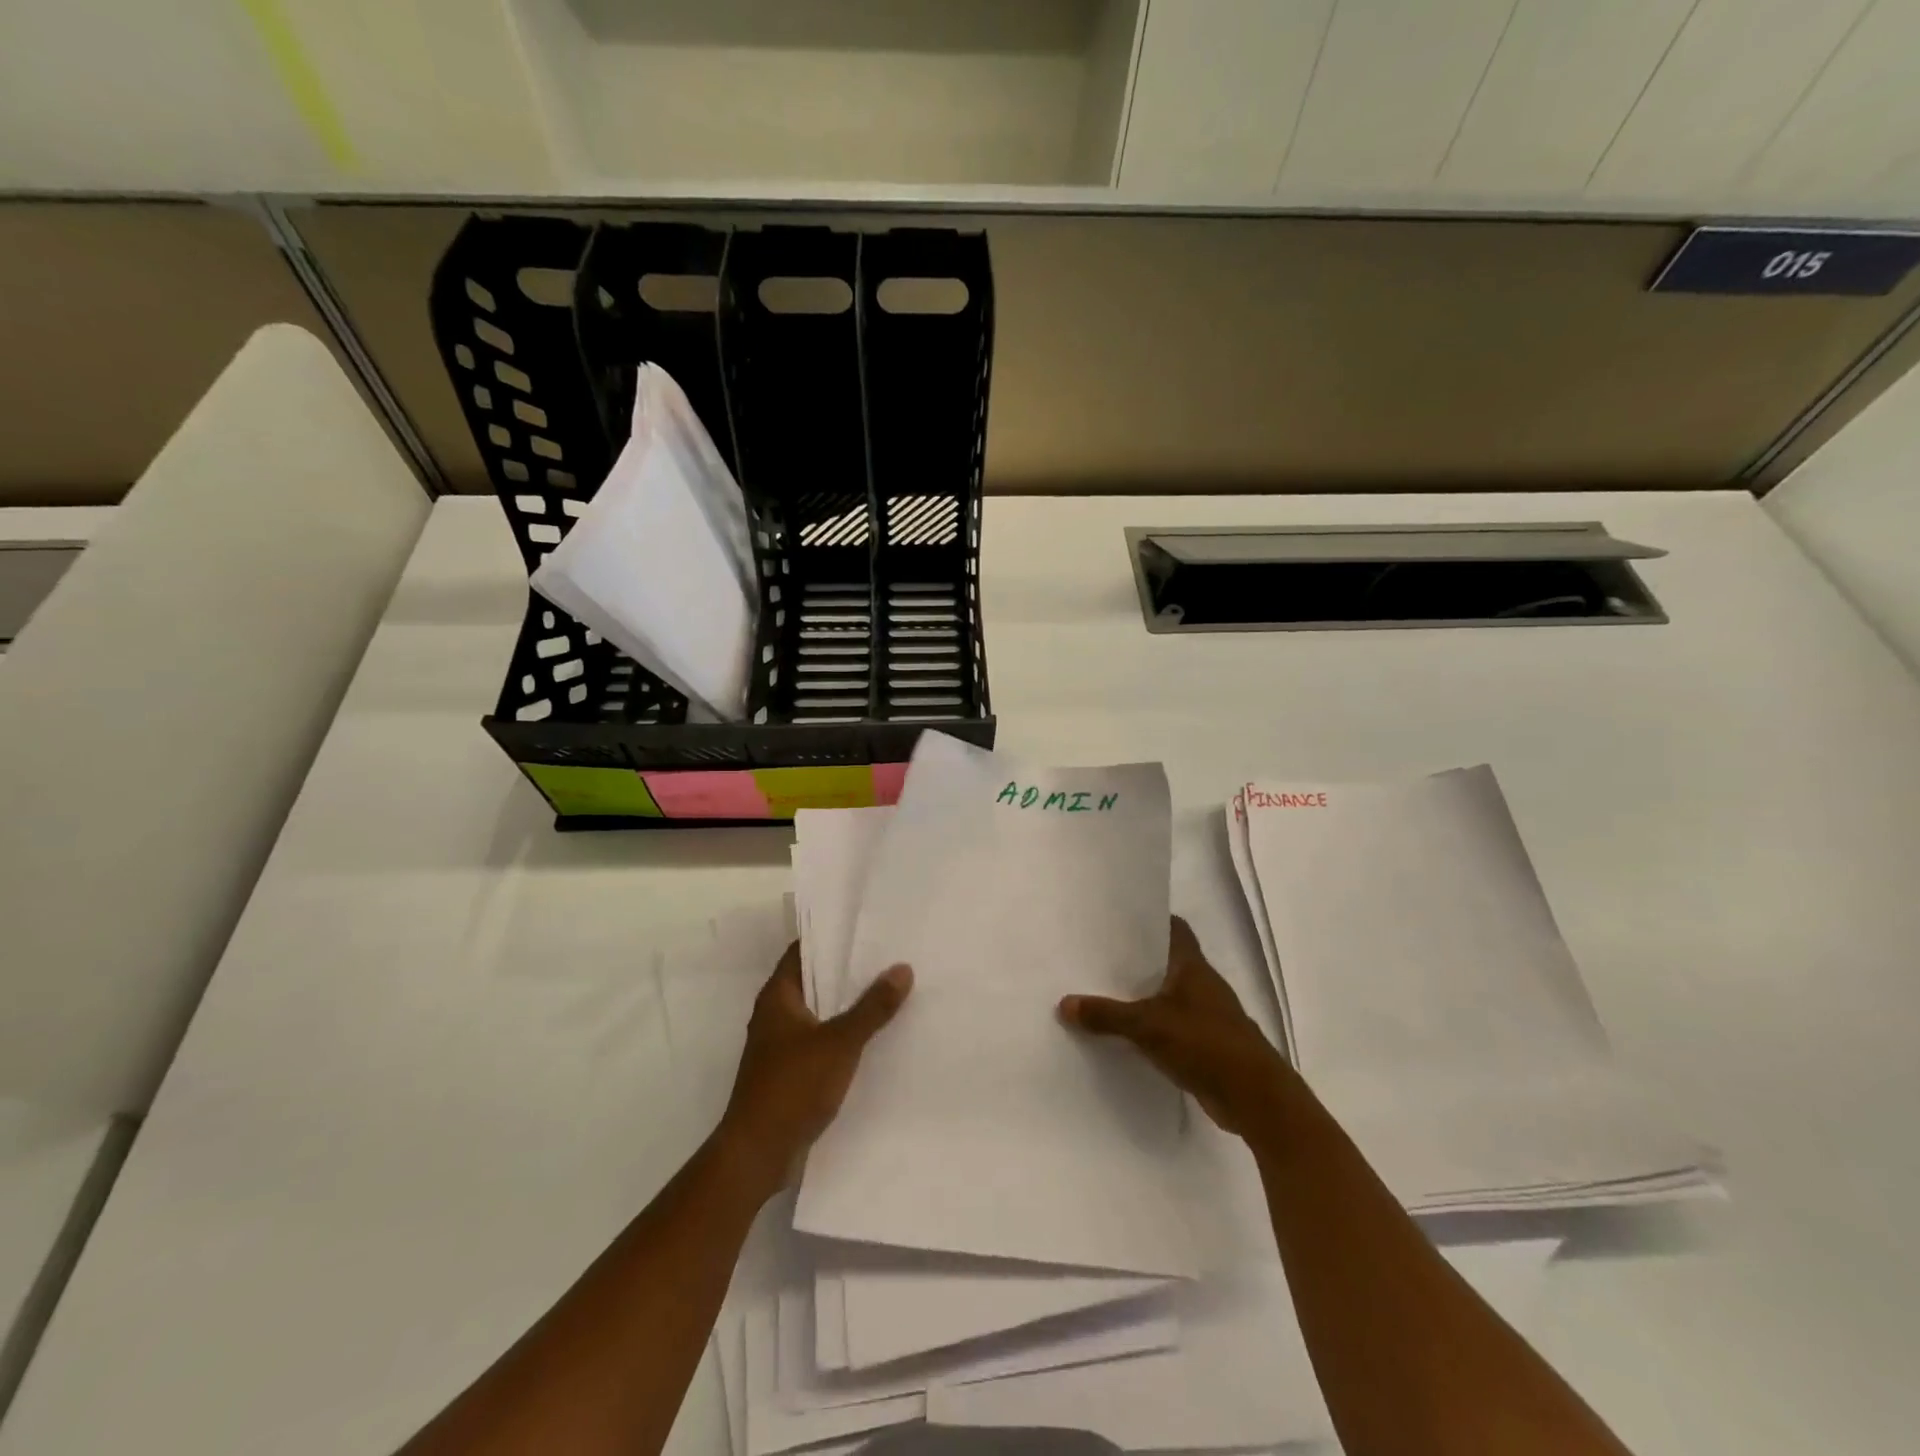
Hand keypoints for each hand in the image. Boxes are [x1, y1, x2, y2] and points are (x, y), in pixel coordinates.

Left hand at [717, 943, 911, 1198]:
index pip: (803, 951)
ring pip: (818, 1013)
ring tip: (888, 991)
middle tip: (887, 956)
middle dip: (846, 971)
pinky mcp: (789, 1074)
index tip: (865, 927)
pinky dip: (842, 1035)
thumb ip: (872, 1007)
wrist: (757, 1154)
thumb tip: (902, 968)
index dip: (830, 937)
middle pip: (813, 981)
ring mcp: (780, 1046)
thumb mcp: (840, 1042)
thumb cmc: (792, 1086)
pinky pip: (820, 1042)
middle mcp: (775, 1015)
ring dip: (846, 1005)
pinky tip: (873, 1038)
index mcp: (778, 997)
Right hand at [1058, 916, 1287, 1135]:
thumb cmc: (1205, 1044)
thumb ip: (1107, 1015)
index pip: (1174, 928)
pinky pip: (1172, 1026)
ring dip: (1143, 995)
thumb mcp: (1148, 1026)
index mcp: (1193, 967)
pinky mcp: (1206, 1045)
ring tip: (1103, 992)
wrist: (1255, 1097)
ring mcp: (1207, 1015)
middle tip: (1097, 955)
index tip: (1118, 918)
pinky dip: (1152, 1026)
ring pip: (1168, 995)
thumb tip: (1064, 1003)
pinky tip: (1126, 1033)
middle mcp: (1202, 984)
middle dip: (1137, 960)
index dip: (1150, 920)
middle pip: (1166, 962)